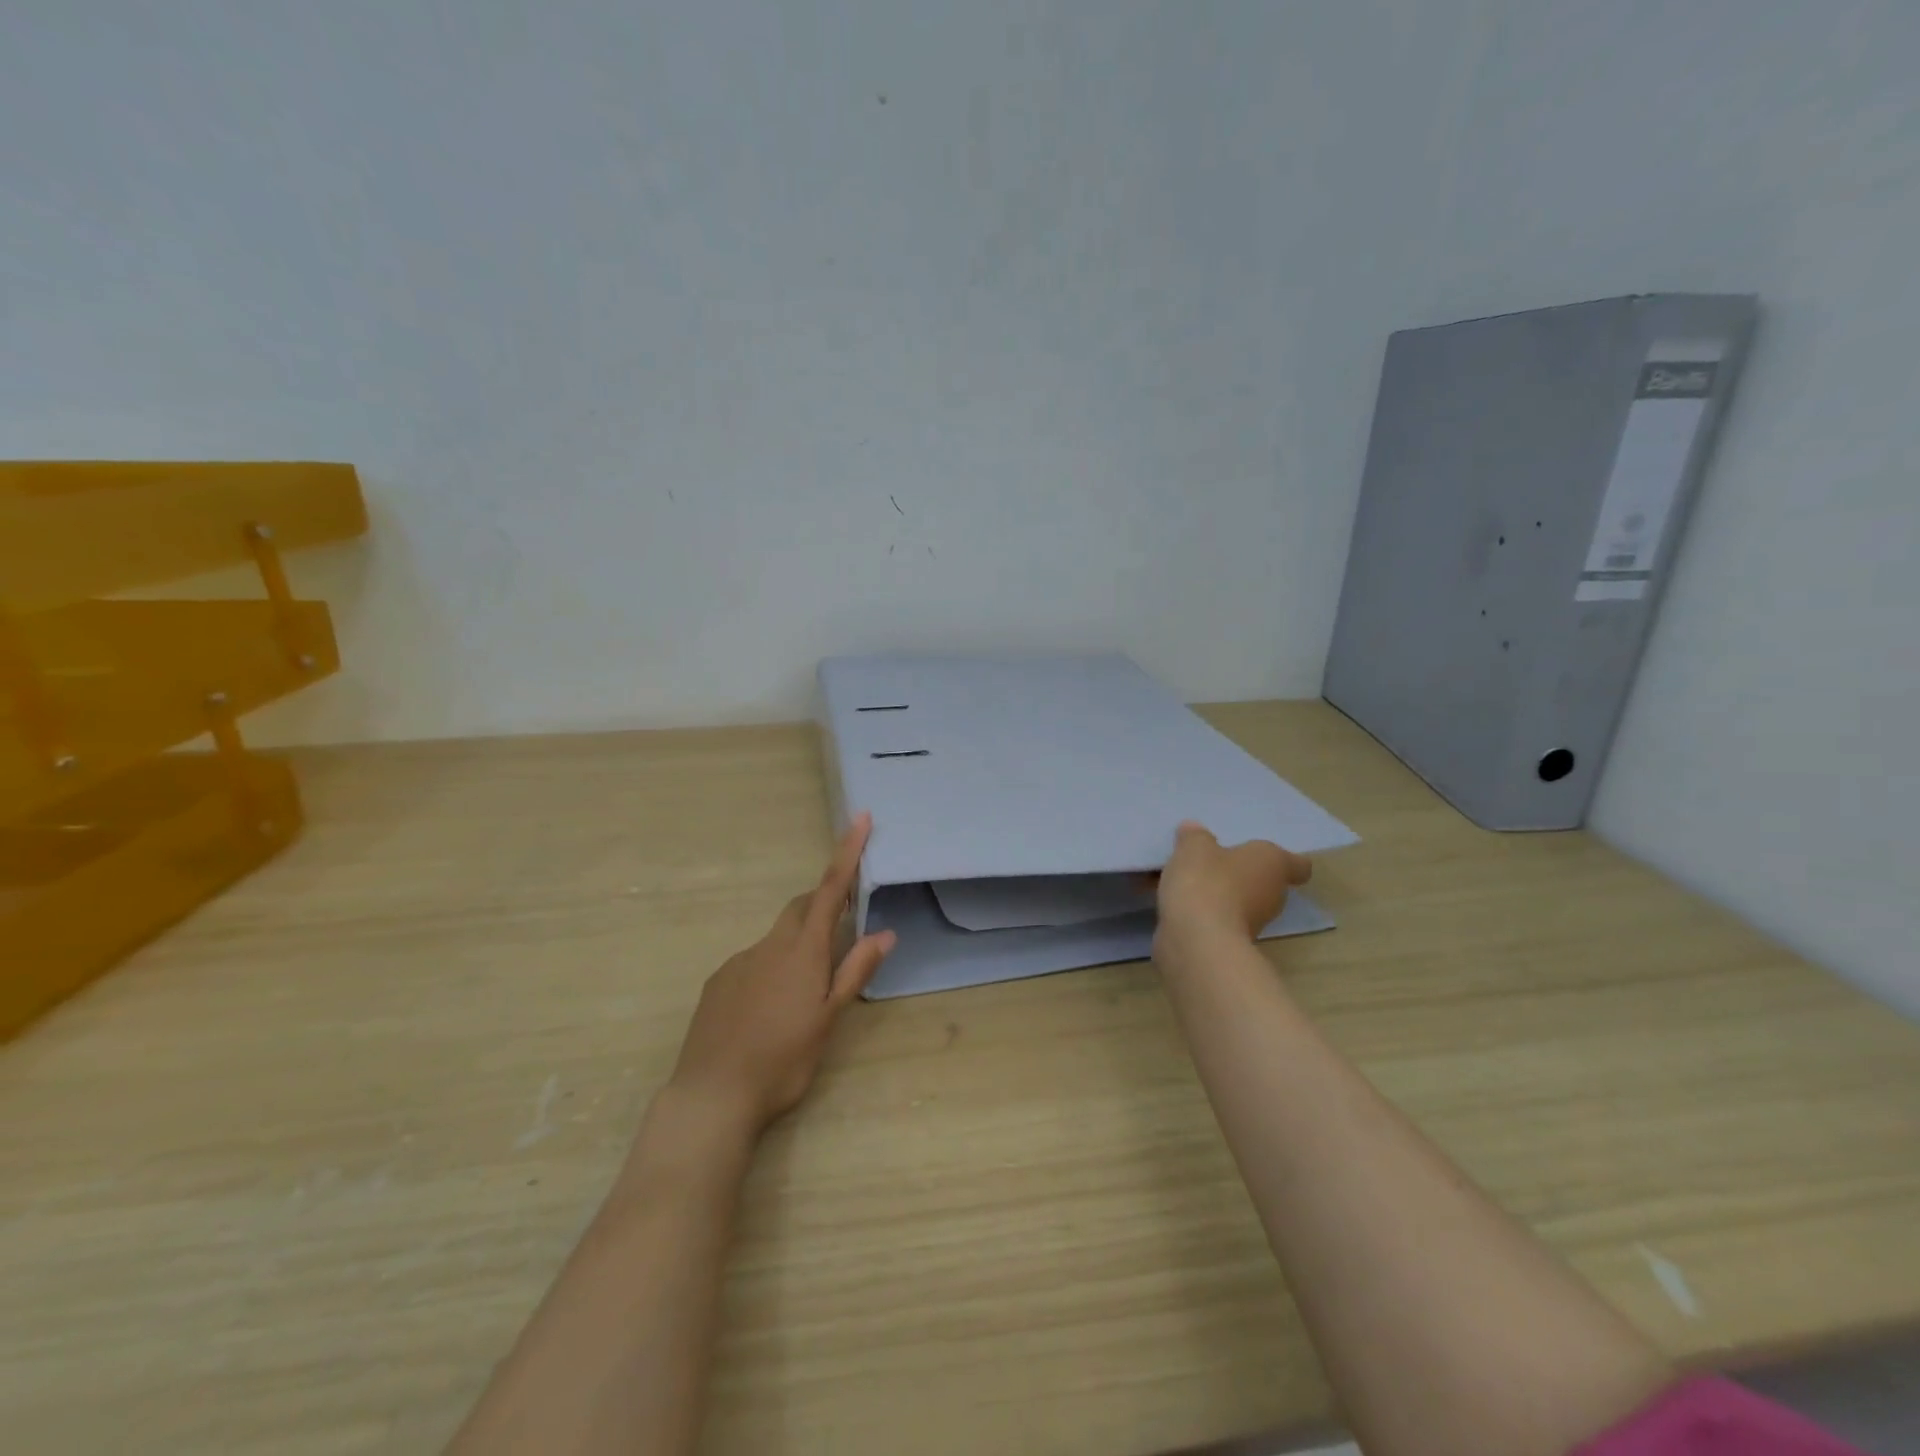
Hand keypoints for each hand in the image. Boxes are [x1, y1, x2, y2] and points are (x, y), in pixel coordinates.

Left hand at [667, 813, 895, 1134]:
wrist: (711, 1096)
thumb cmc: (782, 1060)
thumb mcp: (828, 1020)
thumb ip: (855, 972)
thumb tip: (884, 933)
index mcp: (802, 951)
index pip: (830, 890)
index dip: (847, 852)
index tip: (860, 818)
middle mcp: (768, 946)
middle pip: (800, 907)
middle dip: (822, 903)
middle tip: (841, 926)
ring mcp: (738, 962)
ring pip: (776, 939)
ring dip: (796, 946)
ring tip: (803, 994)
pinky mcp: (718, 982)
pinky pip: (752, 961)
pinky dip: (770, 969)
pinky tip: (768, 1011)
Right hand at [1153, 820, 1311, 951]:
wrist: (1197, 941)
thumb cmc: (1207, 881)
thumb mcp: (1194, 847)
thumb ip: (1194, 836)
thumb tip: (1194, 830)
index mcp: (1272, 864)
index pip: (1298, 865)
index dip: (1287, 860)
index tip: (1264, 855)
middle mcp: (1271, 895)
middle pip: (1263, 881)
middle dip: (1240, 873)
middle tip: (1212, 860)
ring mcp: (1252, 924)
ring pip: (1237, 901)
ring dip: (1217, 893)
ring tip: (1184, 879)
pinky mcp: (1228, 943)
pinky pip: (1214, 918)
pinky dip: (1199, 911)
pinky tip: (1172, 901)